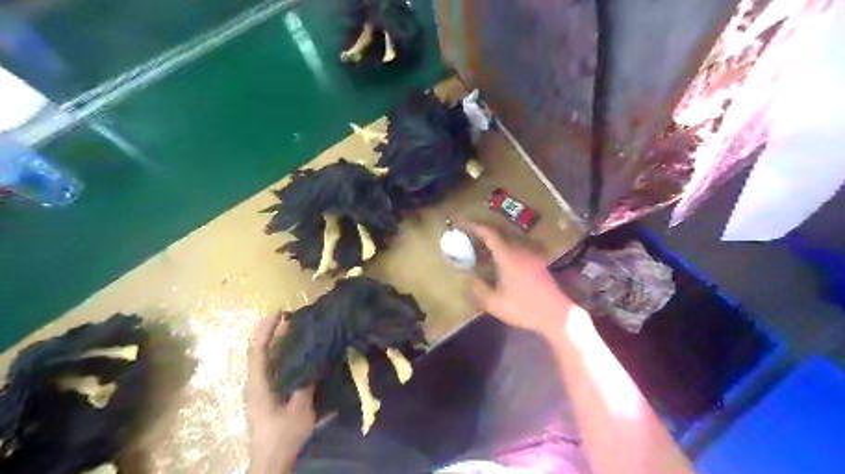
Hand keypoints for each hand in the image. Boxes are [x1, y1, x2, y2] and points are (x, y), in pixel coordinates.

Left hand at [249, 314, 318, 472]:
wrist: (273, 464)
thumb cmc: (284, 437)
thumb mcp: (300, 410)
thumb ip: (306, 383)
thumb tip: (314, 358)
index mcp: (259, 386)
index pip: (258, 351)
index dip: (267, 329)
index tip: (280, 313)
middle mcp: (256, 385)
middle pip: (262, 352)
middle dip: (275, 333)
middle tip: (294, 318)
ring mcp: (262, 392)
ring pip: (269, 361)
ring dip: (281, 344)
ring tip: (299, 331)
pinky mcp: (269, 398)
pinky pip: (276, 370)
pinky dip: (285, 357)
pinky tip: (300, 355)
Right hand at [468, 223, 573, 336]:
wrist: (556, 315)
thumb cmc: (524, 308)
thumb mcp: (495, 304)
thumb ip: (479, 289)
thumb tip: (468, 278)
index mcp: (508, 256)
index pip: (490, 234)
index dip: (476, 227)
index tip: (464, 225)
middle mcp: (520, 250)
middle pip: (501, 233)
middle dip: (485, 231)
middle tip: (471, 235)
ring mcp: (531, 255)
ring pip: (510, 239)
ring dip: (496, 239)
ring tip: (483, 245)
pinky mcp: (538, 262)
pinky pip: (518, 247)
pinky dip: (506, 247)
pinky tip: (501, 258)